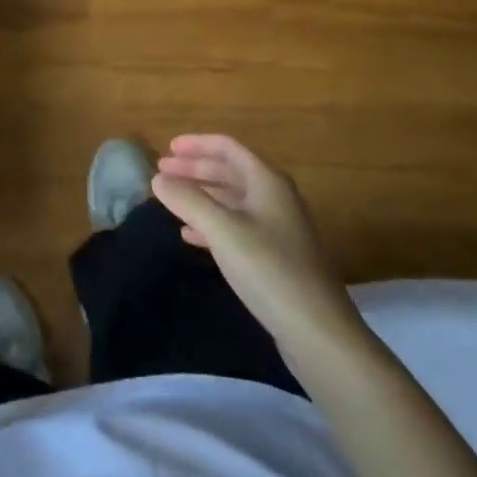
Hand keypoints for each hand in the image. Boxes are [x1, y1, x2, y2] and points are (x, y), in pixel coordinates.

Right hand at [152, 134, 365, 353]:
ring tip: (171, 200)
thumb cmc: (269, 269)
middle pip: (230, 172)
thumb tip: (158, 179)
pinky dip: (211, 224)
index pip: (228, 148)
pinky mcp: (275, 258)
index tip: (167, 149)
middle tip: (162, 173)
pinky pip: (237, 227)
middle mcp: (275, 198)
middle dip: (195, 169)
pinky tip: (190, 235)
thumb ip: (188, 200)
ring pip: (232, 201)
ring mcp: (278, 229)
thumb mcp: (222, 230)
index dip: (196, 144)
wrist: (318, 332)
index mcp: (267, 182)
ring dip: (201, 196)